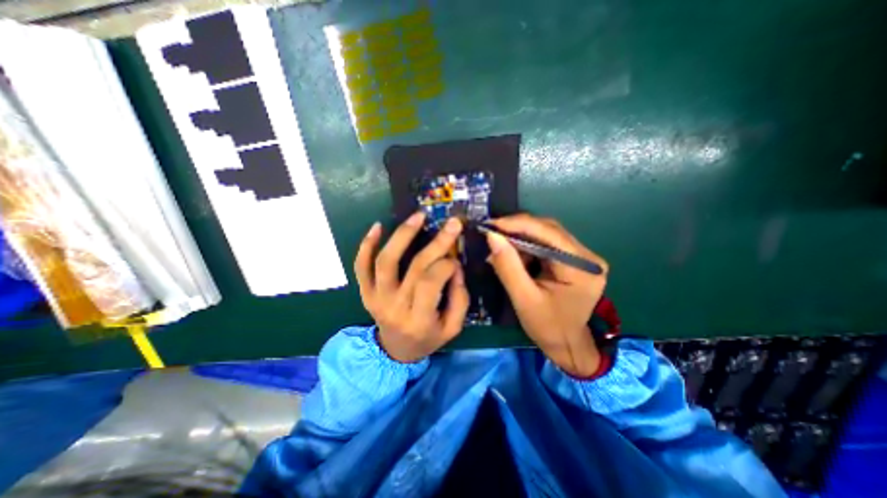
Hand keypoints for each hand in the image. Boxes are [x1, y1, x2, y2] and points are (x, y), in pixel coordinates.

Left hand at [355, 212, 470, 363]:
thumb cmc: (427, 339)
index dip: (446, 265)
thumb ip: (459, 298)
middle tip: (452, 223)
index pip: (431, 282)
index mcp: (418, 319)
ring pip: (385, 261)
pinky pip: (360, 267)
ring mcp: (375, 298)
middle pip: (414, 267)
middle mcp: (394, 307)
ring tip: (418, 216)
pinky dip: (366, 245)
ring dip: (402, 235)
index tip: (455, 260)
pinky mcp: (365, 292)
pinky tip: (378, 226)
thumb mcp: (452, 328)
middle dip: (437, 242)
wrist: (396, 351)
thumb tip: (455, 266)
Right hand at [484, 214, 610, 376]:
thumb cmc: (547, 327)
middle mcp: (586, 256)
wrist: (566, 344)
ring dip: (520, 238)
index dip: (518, 224)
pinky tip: (512, 254)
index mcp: (582, 267)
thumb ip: (508, 266)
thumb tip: (492, 236)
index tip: (491, 225)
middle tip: (492, 233)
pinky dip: (526, 247)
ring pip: (545, 235)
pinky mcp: (572, 260)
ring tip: (499, 245)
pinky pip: (545, 244)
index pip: (549, 233)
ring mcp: (581, 257)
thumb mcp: (523, 298)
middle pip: (548, 230)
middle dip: (517, 230)